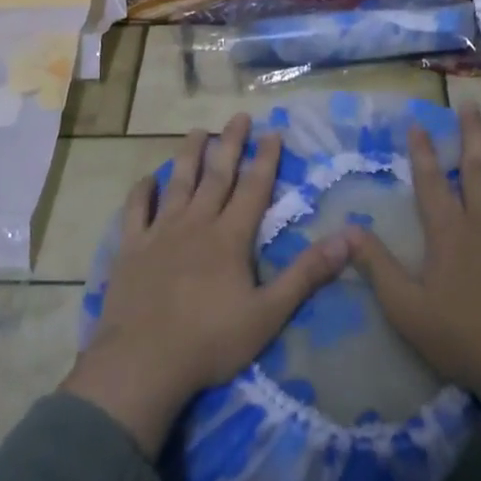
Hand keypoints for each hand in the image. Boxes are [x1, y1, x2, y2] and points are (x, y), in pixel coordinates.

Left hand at [61, 113, 348, 455]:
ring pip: (177, 184)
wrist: (143, 363)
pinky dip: (142, 192)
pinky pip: (135, 211)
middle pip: (216, 176)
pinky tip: (148, 179)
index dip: (265, 159)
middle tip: (239, 117)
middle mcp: (195, 224)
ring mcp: (159, 234)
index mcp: (230, 238)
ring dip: (188, 155)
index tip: (273, 131)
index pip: (254, 188)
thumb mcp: (269, 313)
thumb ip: (307, 274)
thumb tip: (349, 238)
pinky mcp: (130, 250)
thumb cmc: (211, 341)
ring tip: (197, 130)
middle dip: (230, 144)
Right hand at [345, 105, 480, 400]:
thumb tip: (348, 229)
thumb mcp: (404, 307)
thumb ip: (376, 265)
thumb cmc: (459, 338)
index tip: (418, 123)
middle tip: (471, 104)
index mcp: (449, 233)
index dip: (423, 152)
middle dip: (472, 134)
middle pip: (478, 170)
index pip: (431, 182)